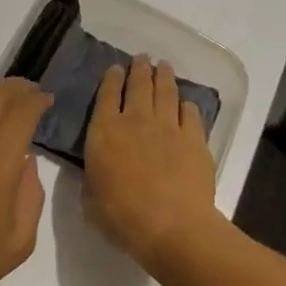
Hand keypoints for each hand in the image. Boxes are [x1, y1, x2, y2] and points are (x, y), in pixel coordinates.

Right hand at [83, 57, 217, 270]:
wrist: (173, 227)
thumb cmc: (123, 217)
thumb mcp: (91, 201)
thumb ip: (92, 181)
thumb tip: (95, 177)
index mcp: (104, 131)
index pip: (106, 94)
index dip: (111, 78)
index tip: (115, 68)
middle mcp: (135, 119)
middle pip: (138, 84)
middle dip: (139, 67)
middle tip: (143, 57)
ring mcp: (168, 126)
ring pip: (165, 91)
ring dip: (164, 76)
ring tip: (164, 66)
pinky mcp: (194, 138)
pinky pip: (190, 113)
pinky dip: (187, 105)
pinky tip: (187, 104)